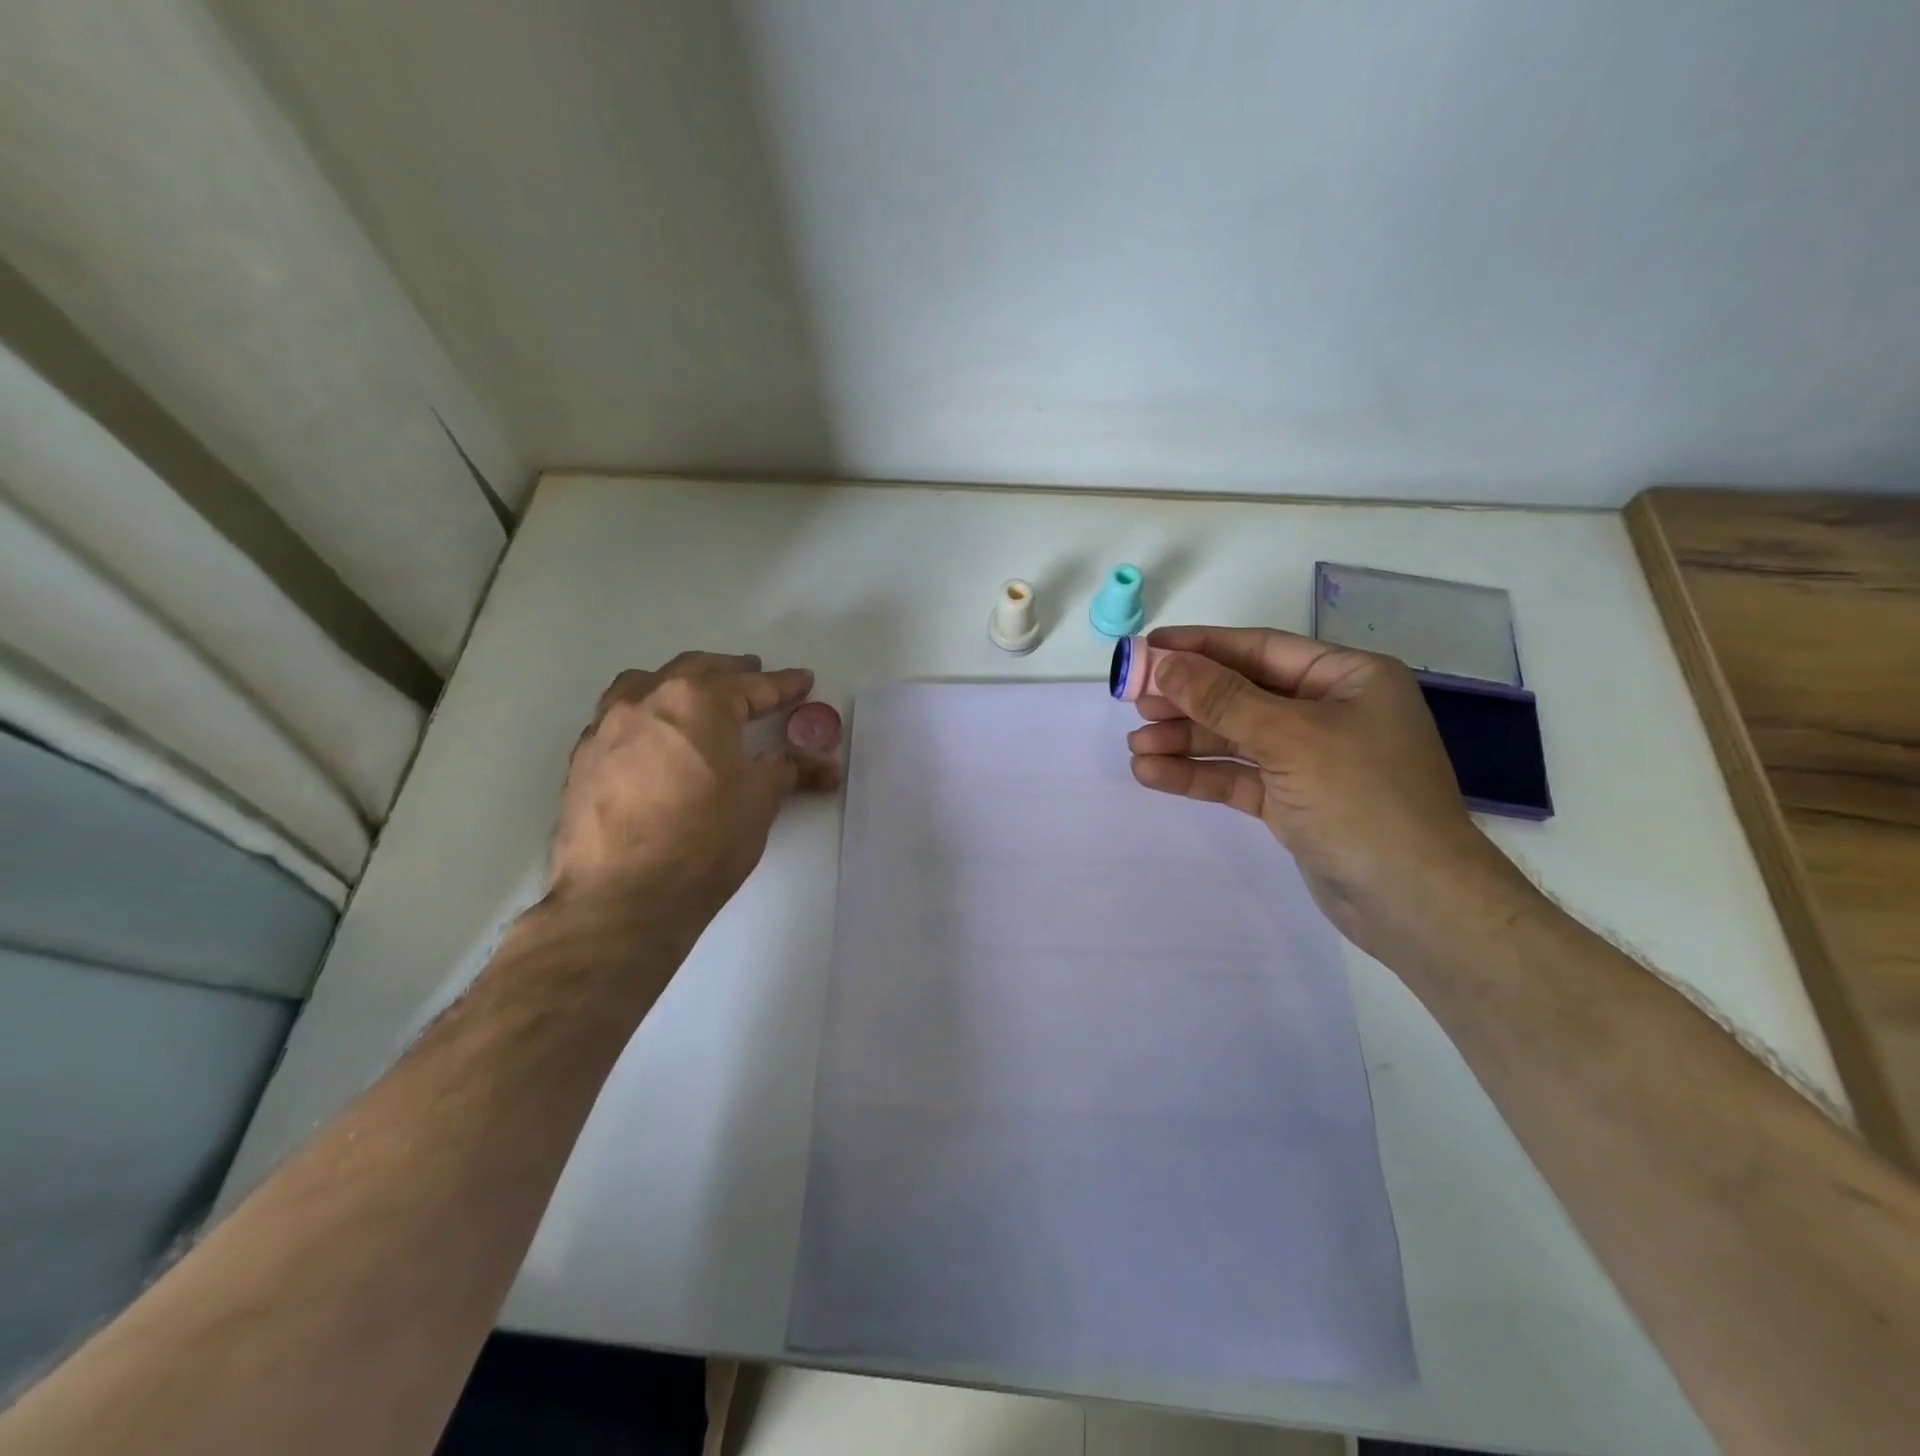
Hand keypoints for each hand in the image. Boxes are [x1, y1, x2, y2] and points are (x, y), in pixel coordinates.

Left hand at [549, 652, 840, 922]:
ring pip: (645, 685)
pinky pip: (617, 719)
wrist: (621, 899)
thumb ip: (789, 770)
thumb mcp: (759, 802)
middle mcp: (646, 700)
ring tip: (695, 696)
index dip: (783, 685)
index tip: (803, 681)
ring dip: (677, 684)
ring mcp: (606, 727)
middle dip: (730, 672)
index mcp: (697, 701)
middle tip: (754, 675)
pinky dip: (644, 715)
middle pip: (695, 671)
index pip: (751, 686)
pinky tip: (653, 740)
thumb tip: (825, 766)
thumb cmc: (703, 841)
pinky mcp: (582, 759)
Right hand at [1126, 626, 1536, 968]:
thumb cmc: (1363, 800)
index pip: (1260, 649)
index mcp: (1346, 677)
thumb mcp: (1289, 738)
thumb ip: (1223, 699)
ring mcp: (1310, 758)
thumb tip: (1164, 663)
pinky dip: (1198, 774)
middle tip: (1132, 702)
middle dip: (1186, 699)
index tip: (1148, 649)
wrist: (1414, 903)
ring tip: (1136, 746)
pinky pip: (1237, 776)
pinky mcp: (1292, 801)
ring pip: (1234, 738)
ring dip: (1185, 740)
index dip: (1201, 647)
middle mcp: (1328, 711)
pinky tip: (1153, 774)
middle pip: (1241, 693)